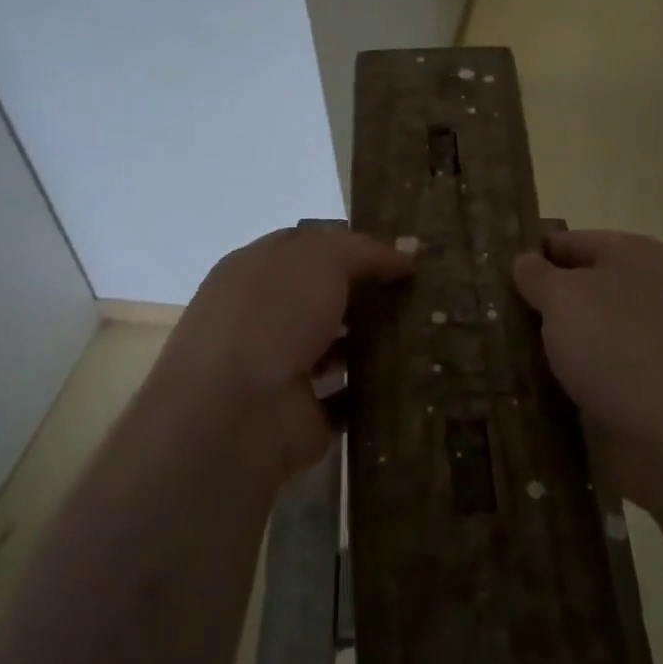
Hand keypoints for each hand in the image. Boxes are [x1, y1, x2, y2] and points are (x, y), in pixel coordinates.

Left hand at [157, 225, 413, 480]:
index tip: (398, 255)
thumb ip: (363, 252)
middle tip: (421, 295)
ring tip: (426, 335)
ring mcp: (280, 369)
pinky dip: (374, 392)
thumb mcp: (320, 259)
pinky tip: (413, 379)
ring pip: (337, 348)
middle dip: (368, 295)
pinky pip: (347, 399)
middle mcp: (264, 317)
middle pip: (324, 298)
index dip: (350, 247)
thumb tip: (404, 260)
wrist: (236, 412)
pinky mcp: (301, 416)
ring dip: (374, 344)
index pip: (306, 248)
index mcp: (255, 272)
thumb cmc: (272, 316)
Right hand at [513, 229, 662, 510]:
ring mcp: (653, 339)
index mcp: (634, 253)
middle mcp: (648, 290)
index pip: (565, 242)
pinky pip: (597, 370)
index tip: (487, 281)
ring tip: (499, 358)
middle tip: (486, 321)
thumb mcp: (563, 297)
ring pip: (585, 333)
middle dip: (536, 305)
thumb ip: (537, 274)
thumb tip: (526, 262)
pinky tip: (535, 391)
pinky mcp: (650, 385)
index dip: (526, 258)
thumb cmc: (618, 348)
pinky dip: (570, 378)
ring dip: (550, 345)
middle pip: (576, 288)